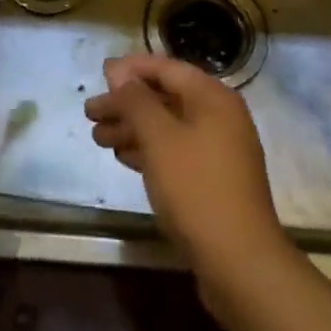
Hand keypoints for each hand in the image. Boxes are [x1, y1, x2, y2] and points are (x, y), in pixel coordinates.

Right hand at [84, 55, 298, 323]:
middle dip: (126, 103)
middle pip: (165, 98)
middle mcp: (219, 117)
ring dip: (132, 128)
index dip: (131, 68)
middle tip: (90, 113)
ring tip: (98, 138)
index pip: (167, 68)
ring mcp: (219, 150)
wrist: (240, 262)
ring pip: (168, 127)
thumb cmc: (196, 188)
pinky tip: (123, 157)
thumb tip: (120, 73)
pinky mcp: (213, 180)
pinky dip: (148, 151)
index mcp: (213, 98)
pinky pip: (175, 152)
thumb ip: (136, 100)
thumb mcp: (159, 138)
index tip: (100, 75)